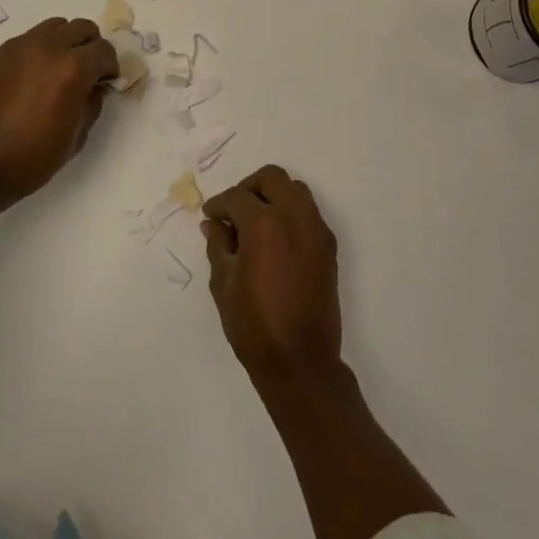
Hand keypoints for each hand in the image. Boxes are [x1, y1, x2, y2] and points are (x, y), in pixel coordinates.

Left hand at [0, 17, 118, 205]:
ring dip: (67, 42)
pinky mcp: (3, 53)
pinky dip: (44, 47)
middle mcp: (50, 47)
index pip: (105, 51)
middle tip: (89, 74)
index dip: (110, 68)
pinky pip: (34, 37)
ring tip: (63, 69)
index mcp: (73, 68)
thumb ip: (92, 104)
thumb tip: (94, 88)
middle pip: (83, 28)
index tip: (106, 84)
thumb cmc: (32, 158)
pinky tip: (39, 75)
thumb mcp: (77, 137)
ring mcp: (23, 46)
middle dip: (92, 48)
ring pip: (58, 26)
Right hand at [202, 165, 343, 389]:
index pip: (237, 197)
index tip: (210, 216)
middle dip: (249, 187)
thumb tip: (214, 224)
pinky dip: (290, 213)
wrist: (300, 360)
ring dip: (273, 196)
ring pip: (296, 190)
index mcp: (264, 224)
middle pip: (273, 178)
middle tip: (233, 210)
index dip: (219, 204)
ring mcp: (316, 231)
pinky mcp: (328, 247)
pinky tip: (274, 239)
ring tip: (255, 222)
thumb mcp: (223, 283)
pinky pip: (308, 213)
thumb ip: (218, 245)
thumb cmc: (253, 325)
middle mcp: (295, 218)